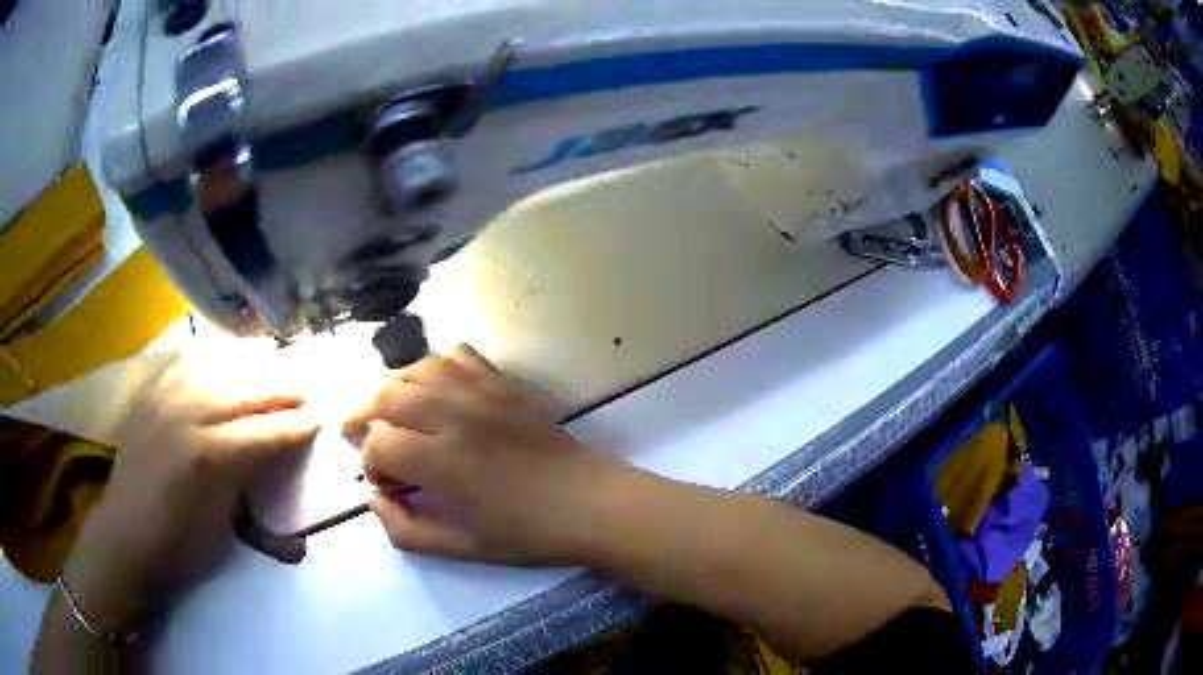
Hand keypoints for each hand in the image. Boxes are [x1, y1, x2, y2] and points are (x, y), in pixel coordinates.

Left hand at [64, 356, 317, 633]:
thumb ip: (245, 479)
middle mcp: (186, 413)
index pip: (263, 431)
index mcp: (209, 454)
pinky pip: (180, 365)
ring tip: (265, 371)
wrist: (126, 538)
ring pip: (213, 369)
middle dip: (277, 391)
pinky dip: (204, 361)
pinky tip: (216, 363)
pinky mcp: (148, 396)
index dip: (293, 426)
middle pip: (242, 392)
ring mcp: (163, 399)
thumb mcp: (223, 524)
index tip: (317, 419)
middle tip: (302, 391)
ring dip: (244, 371)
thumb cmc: (179, 545)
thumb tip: (267, 453)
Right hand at [345, 344, 630, 565]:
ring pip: (417, 368)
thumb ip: (406, 530)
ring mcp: (482, 393)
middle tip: (360, 433)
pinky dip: (435, 366)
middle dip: (364, 415)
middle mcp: (455, 416)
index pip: (379, 444)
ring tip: (389, 409)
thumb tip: (374, 500)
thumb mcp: (461, 548)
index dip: (371, 464)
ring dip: (394, 387)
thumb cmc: (526, 533)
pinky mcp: (504, 383)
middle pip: (387, 395)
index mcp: (443, 462)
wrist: (589, 503)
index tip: (387, 483)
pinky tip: (435, 388)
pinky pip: (458, 356)